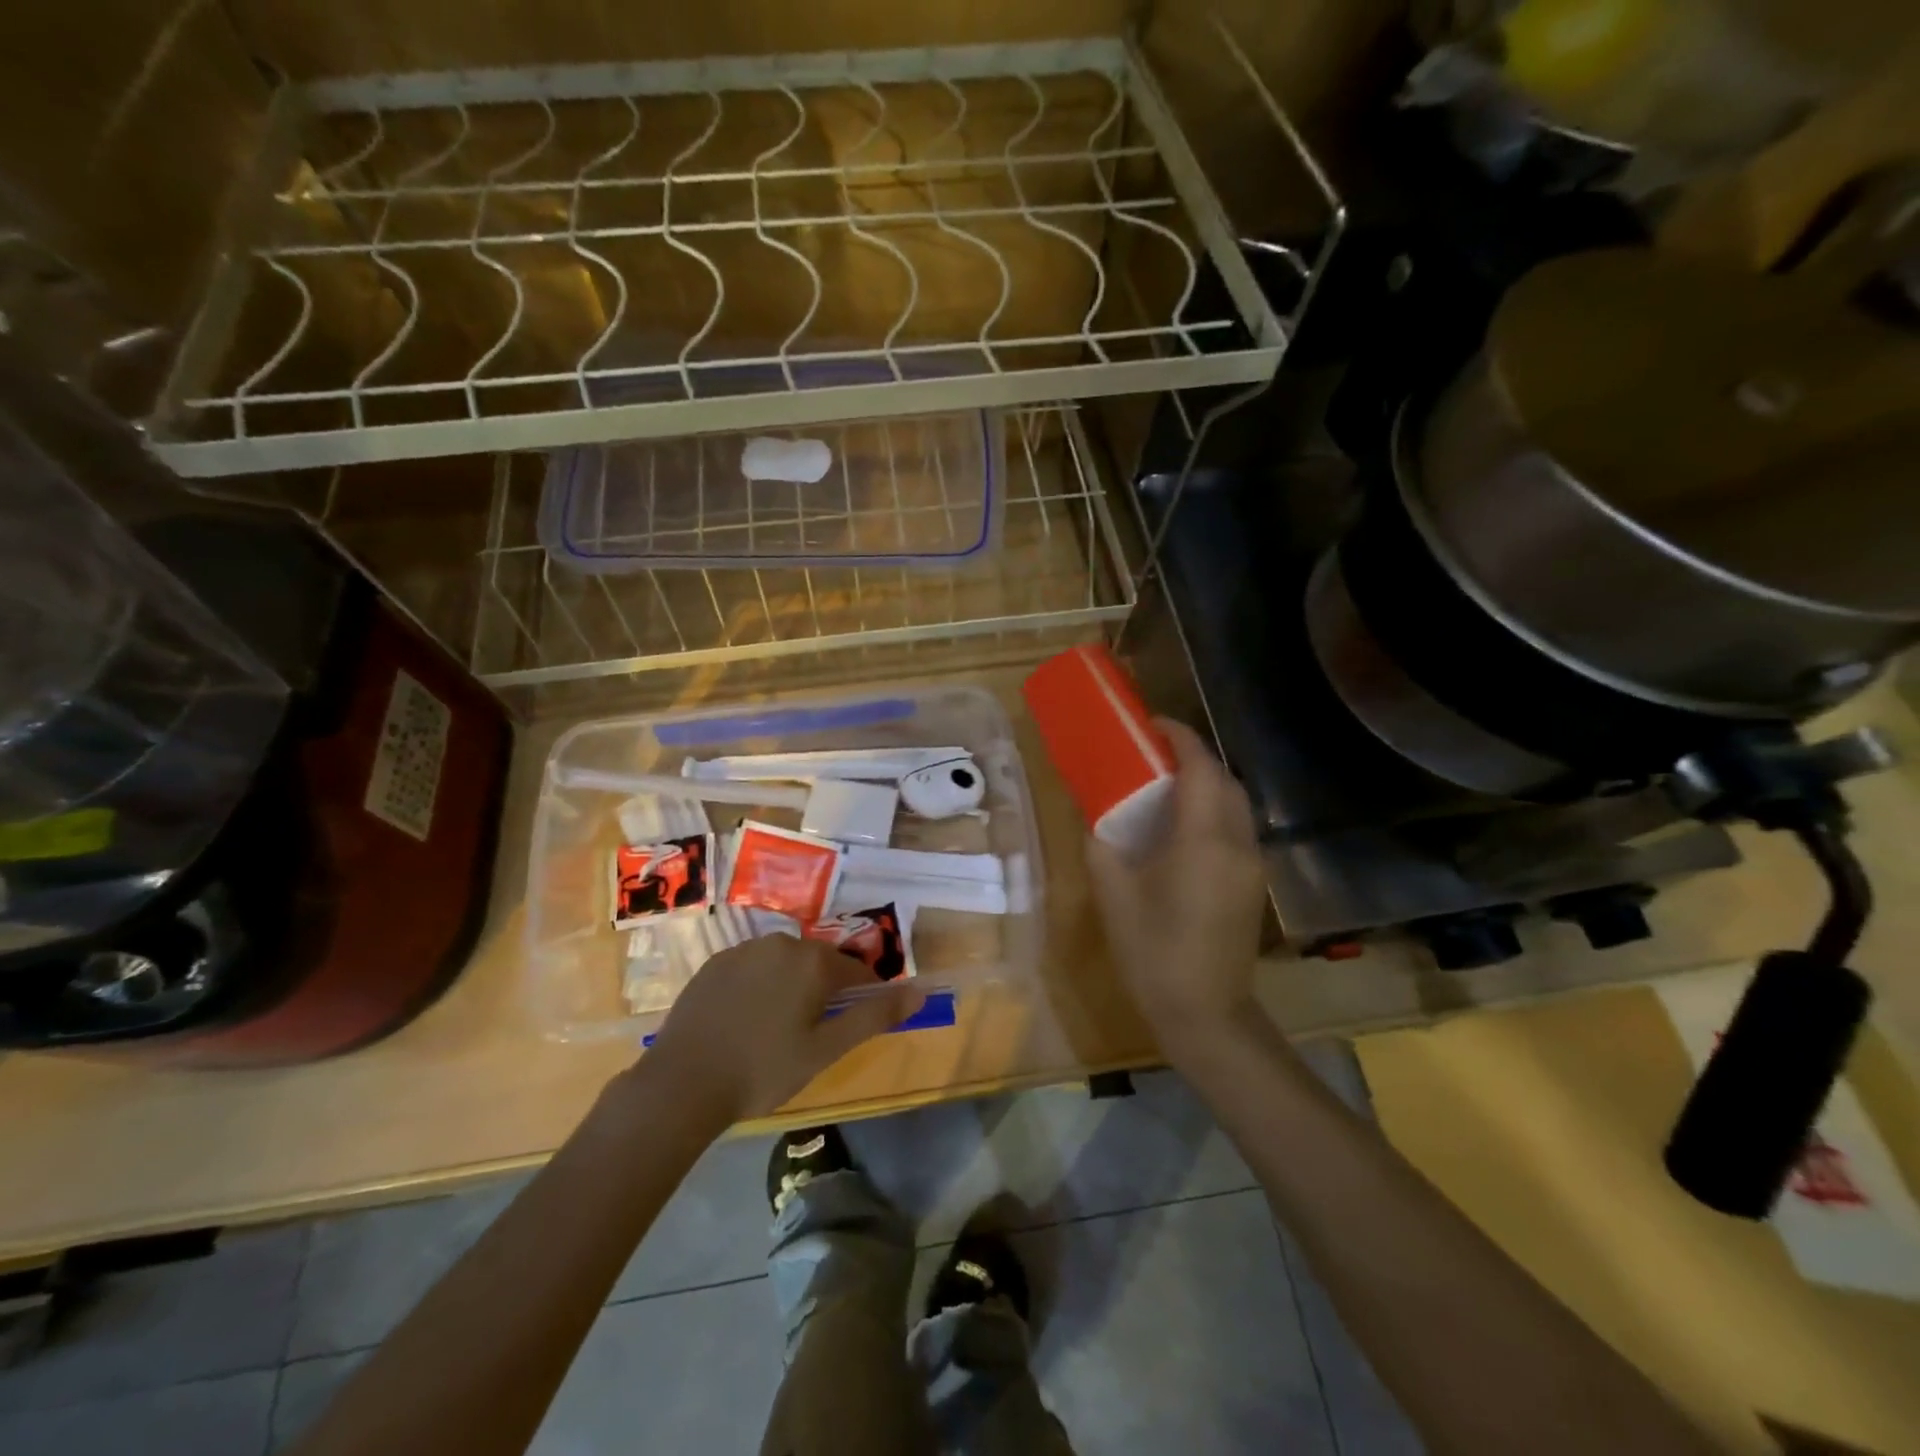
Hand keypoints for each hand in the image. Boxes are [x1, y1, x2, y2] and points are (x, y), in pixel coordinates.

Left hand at [639, 936, 925, 1124]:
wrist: (682, 1083)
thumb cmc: (763, 1070)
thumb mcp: (826, 1049)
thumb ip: (874, 1016)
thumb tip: (920, 992)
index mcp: (814, 961)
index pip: (857, 972)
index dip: (862, 998)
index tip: (849, 1028)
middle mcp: (782, 942)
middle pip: (821, 963)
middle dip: (824, 992)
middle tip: (811, 1035)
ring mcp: (745, 949)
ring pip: (786, 964)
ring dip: (792, 987)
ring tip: (776, 1030)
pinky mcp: (716, 962)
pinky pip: (754, 967)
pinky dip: (760, 986)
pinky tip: (745, 1021)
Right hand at [1087, 719, 1266, 1063]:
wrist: (1205, 1014)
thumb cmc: (1152, 952)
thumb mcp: (1113, 893)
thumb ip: (1102, 844)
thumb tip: (1098, 815)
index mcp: (1203, 839)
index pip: (1200, 767)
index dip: (1179, 737)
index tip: (1150, 724)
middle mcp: (1237, 842)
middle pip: (1223, 779)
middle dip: (1192, 757)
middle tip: (1151, 756)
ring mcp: (1251, 864)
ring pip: (1235, 803)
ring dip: (1204, 784)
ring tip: (1163, 787)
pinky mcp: (1252, 883)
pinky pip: (1235, 828)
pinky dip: (1212, 811)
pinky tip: (1181, 830)